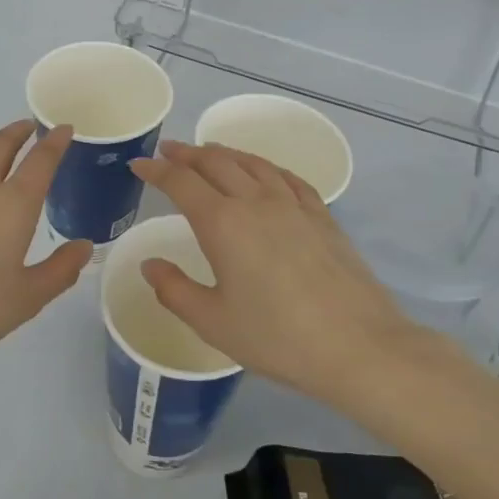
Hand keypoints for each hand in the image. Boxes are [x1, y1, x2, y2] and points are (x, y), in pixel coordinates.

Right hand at [130, 141, 421, 397]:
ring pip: (253, 163)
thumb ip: (175, 290)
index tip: (139, 164)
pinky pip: (288, 178)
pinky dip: (267, 167)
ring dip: (225, 153)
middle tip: (169, 151)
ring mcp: (293, 206)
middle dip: (188, 154)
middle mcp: (256, 202)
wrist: (358, 346)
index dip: (156, 170)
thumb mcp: (213, 322)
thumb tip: (150, 265)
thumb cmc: (278, 338)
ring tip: (210, 152)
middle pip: (216, 163)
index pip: (181, 183)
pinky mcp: (322, 217)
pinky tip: (265, 173)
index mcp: (223, 223)